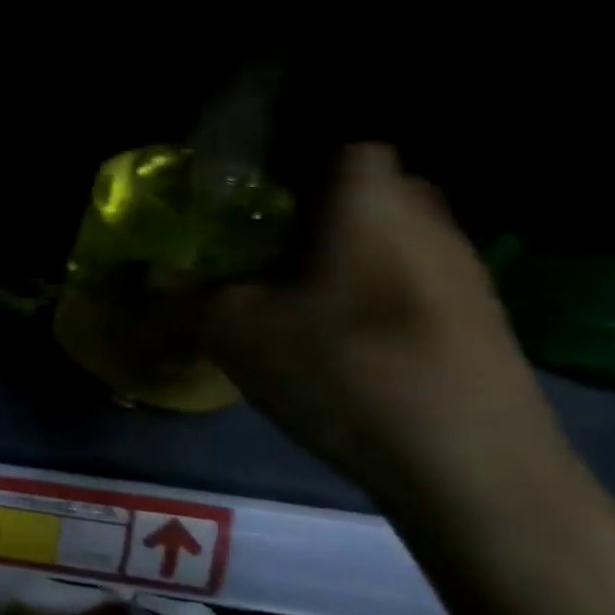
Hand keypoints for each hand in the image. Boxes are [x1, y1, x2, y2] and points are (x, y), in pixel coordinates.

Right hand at [198, 144, 559, 504]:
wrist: (475, 470)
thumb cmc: (345, 366)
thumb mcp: (233, 331)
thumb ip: (175, 298)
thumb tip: (132, 281)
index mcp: (370, 201)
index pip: (344, 144)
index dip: (295, 160)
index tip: (251, 195)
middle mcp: (427, 220)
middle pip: (369, 189)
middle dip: (318, 208)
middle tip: (263, 242)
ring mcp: (465, 272)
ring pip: (392, 238)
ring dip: (346, 254)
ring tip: (293, 293)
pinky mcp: (482, 322)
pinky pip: (413, 281)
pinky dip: (375, 293)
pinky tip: (341, 339)